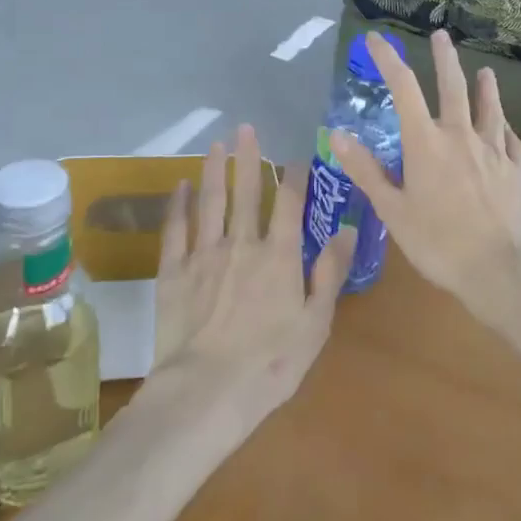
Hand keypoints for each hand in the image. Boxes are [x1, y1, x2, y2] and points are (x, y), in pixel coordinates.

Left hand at [149, 124, 353, 418]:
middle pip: (247, 191)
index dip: (295, 175)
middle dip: (248, 158)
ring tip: (215, 145)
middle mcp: (243, 243)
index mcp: (280, 256)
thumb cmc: (269, 364)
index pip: (291, 203)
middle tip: (245, 128)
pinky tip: (179, 187)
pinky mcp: (174, 271)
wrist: (205, 392)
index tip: (297, 155)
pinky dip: (178, 205)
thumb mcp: (315, 324)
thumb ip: (330, 273)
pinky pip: (176, 229)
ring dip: (214, 170)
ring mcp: (205, 254)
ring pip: (210, 201)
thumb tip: (347, 228)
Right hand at [330, 30, 520, 310]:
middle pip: (452, 87)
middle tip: (441, 35)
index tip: (376, 39)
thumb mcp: (393, 211)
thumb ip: (367, 171)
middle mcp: (461, 136)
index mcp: (426, 143)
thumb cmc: (439, 244)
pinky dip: (504, 127)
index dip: (388, 60)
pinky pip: (510, 139)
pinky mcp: (517, 169)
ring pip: (488, 108)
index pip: (404, 89)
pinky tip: (505, 128)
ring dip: (484, 87)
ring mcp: (494, 150)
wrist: (503, 269)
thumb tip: (337, 134)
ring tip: (485, 71)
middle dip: (445, 58)